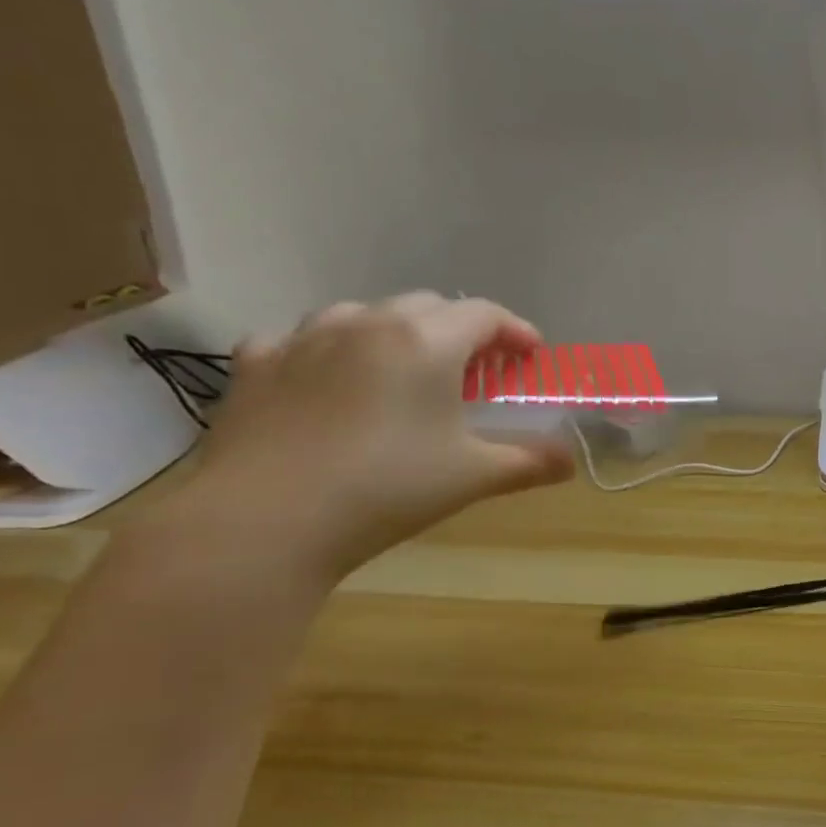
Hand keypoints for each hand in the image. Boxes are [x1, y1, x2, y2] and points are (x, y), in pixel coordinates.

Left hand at [167, 293, 575, 580]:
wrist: (265, 521)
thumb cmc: (387, 488)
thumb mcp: (475, 476)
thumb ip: (531, 463)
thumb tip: (570, 461)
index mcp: (425, 341)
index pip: (485, 314)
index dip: (516, 331)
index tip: (531, 355)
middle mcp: (366, 323)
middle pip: (428, 305)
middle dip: (461, 331)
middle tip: (476, 371)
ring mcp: (303, 339)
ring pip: (363, 314)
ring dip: (395, 333)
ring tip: (404, 372)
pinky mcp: (255, 364)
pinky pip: (301, 340)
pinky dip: (329, 352)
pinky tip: (329, 382)